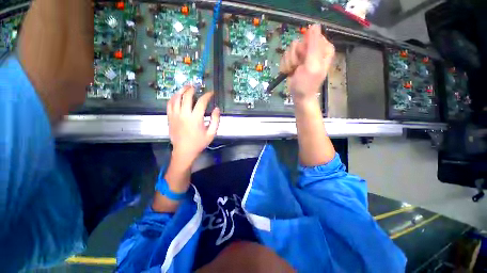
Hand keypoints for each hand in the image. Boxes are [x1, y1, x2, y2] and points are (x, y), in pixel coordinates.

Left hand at [167, 86, 219, 163]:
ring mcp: (175, 115)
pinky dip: (173, 98)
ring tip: (186, 87)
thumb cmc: (199, 142)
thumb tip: (217, 109)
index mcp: (196, 118)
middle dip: (192, 89)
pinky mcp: (170, 117)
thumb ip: (216, 120)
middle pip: (187, 96)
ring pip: (176, 98)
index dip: (207, 95)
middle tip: (196, 87)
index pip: (202, 102)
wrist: (184, 151)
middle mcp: (184, 114)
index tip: (211, 93)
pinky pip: (169, 104)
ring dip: (181, 90)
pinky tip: (177, 96)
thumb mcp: (211, 133)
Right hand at [280, 24, 334, 102]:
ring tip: (294, 71)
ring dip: (289, 63)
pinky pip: (285, 57)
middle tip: (298, 67)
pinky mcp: (293, 61)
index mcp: (323, 48)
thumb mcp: (312, 65)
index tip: (304, 59)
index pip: (310, 36)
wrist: (299, 96)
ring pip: (290, 50)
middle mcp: (313, 50)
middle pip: (298, 42)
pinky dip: (286, 66)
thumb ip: (314, 45)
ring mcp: (302, 55)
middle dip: (295, 57)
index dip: (304, 47)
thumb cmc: (307, 84)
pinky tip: (289, 72)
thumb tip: (314, 25)